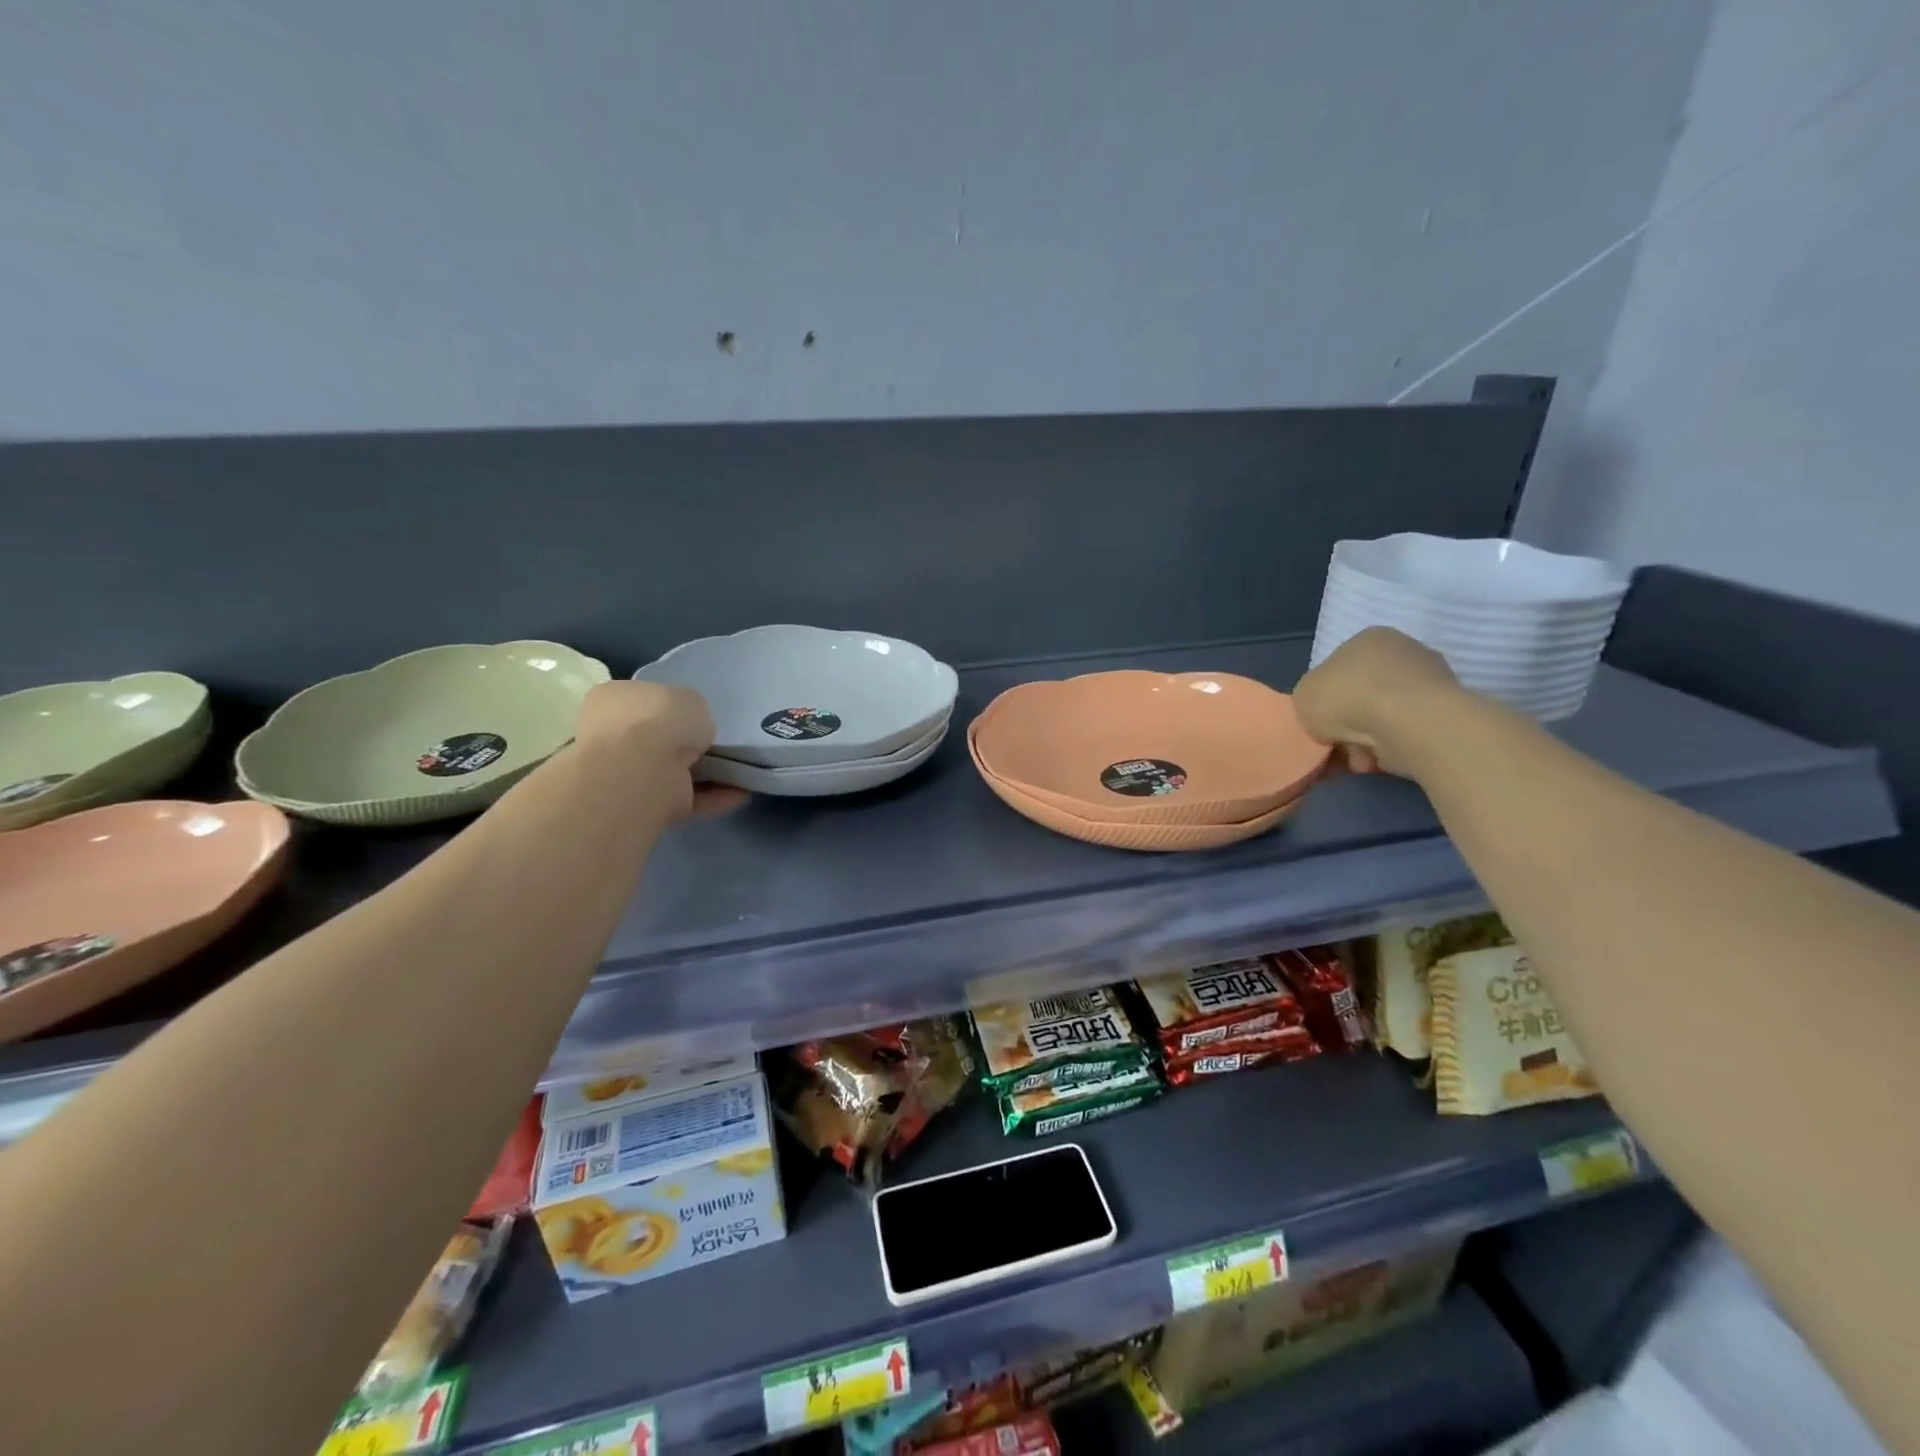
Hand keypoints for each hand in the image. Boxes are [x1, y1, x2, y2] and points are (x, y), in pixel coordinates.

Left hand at [574, 680, 742, 818]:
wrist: (639, 771)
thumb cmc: (658, 720)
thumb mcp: (690, 699)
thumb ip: (694, 712)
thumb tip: (695, 729)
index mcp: (614, 701)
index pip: (645, 701)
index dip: (672, 707)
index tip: (699, 714)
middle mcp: (617, 738)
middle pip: (659, 739)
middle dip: (687, 743)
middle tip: (720, 743)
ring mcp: (632, 776)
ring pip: (676, 771)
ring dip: (708, 772)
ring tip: (743, 768)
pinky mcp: (652, 807)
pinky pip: (690, 798)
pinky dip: (716, 796)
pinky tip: (744, 791)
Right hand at [1294, 627, 1461, 776]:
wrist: (1410, 722)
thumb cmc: (1349, 698)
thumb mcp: (1303, 696)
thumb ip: (1310, 699)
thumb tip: (1327, 712)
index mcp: (1368, 639)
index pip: (1339, 670)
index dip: (1326, 701)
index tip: (1321, 725)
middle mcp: (1404, 651)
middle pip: (1363, 695)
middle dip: (1349, 724)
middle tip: (1338, 747)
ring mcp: (1432, 679)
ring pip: (1385, 717)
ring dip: (1369, 740)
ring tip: (1360, 760)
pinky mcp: (1450, 710)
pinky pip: (1408, 731)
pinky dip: (1393, 747)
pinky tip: (1382, 760)